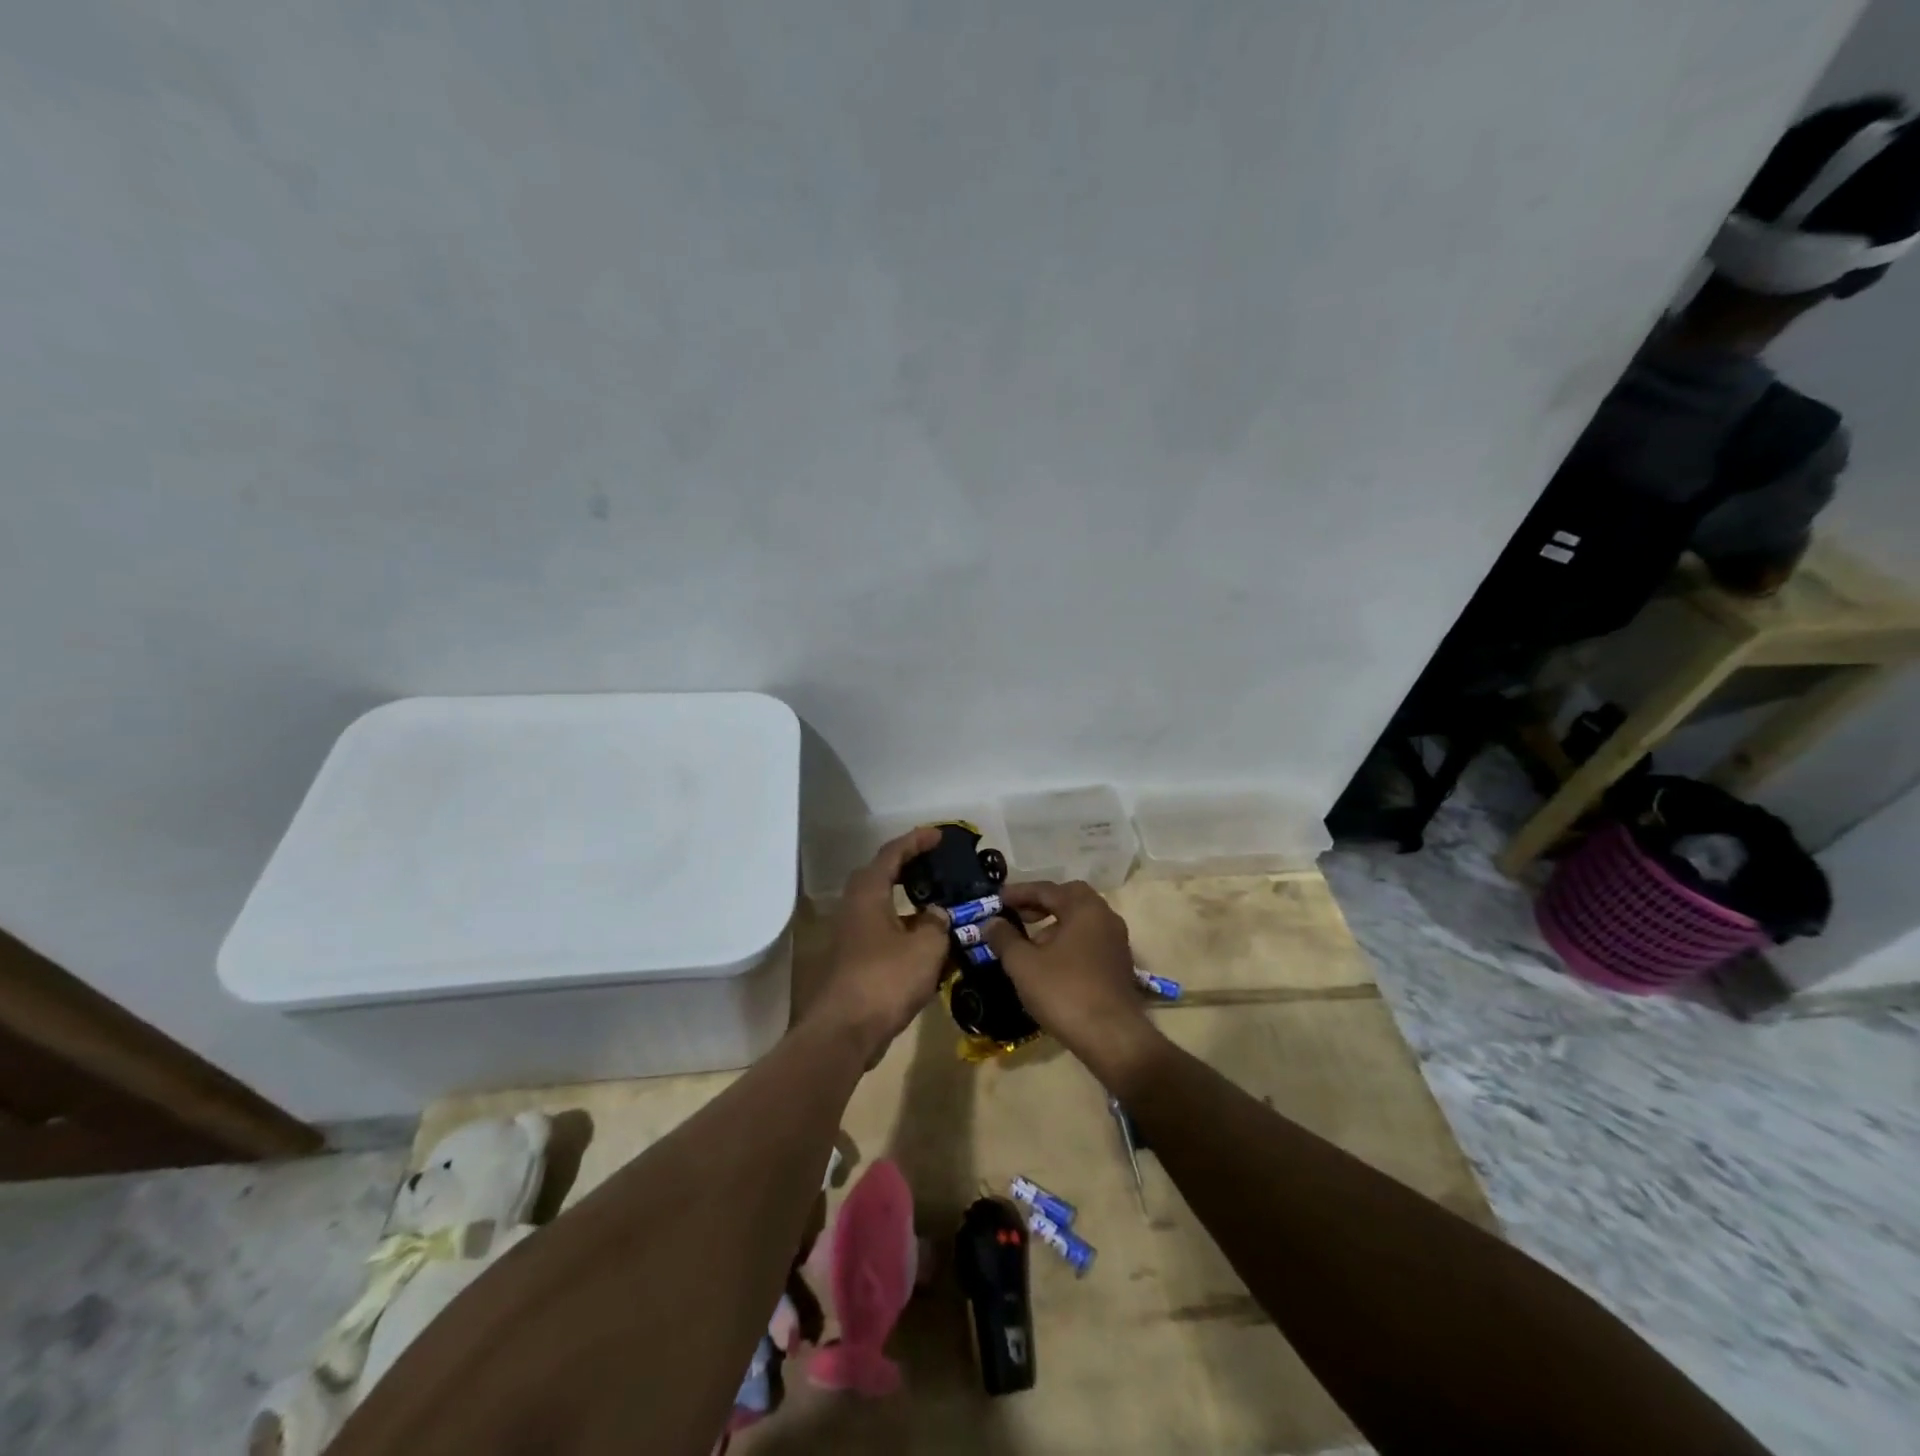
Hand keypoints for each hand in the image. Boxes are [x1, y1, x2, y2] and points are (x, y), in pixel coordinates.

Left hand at [810, 828, 950, 1059]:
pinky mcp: (854, 960)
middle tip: (936, 864)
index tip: (939, 835)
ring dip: (907, 901)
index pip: (892, 854)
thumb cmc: (885, 980)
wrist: (844, 1032)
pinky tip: (927, 942)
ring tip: (938, 902)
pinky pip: (883, 931)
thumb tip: (937, 914)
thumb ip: (938, 923)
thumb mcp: (926, 947)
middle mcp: (854, 908)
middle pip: (882, 876)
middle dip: (908, 867)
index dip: (916, 841)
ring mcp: (851, 935)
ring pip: (882, 906)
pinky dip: (904, 927)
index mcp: (868, 894)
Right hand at [983, 881, 1161, 1081]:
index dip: (1019, 892)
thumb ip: (1005, 938)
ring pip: (1080, 922)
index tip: (997, 899)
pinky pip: (1089, 942)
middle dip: (1040, 905)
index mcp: (1085, 908)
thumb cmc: (1064, 991)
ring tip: (1029, 945)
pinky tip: (1050, 965)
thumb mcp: (1023, 964)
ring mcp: (1116, 943)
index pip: (1047, 889)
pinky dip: (1068, 943)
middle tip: (1016, 915)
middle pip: (1069, 900)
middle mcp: (1105, 918)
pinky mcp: (1119, 966)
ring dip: (1054, 926)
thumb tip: (992, 922)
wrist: (1112, 1037)